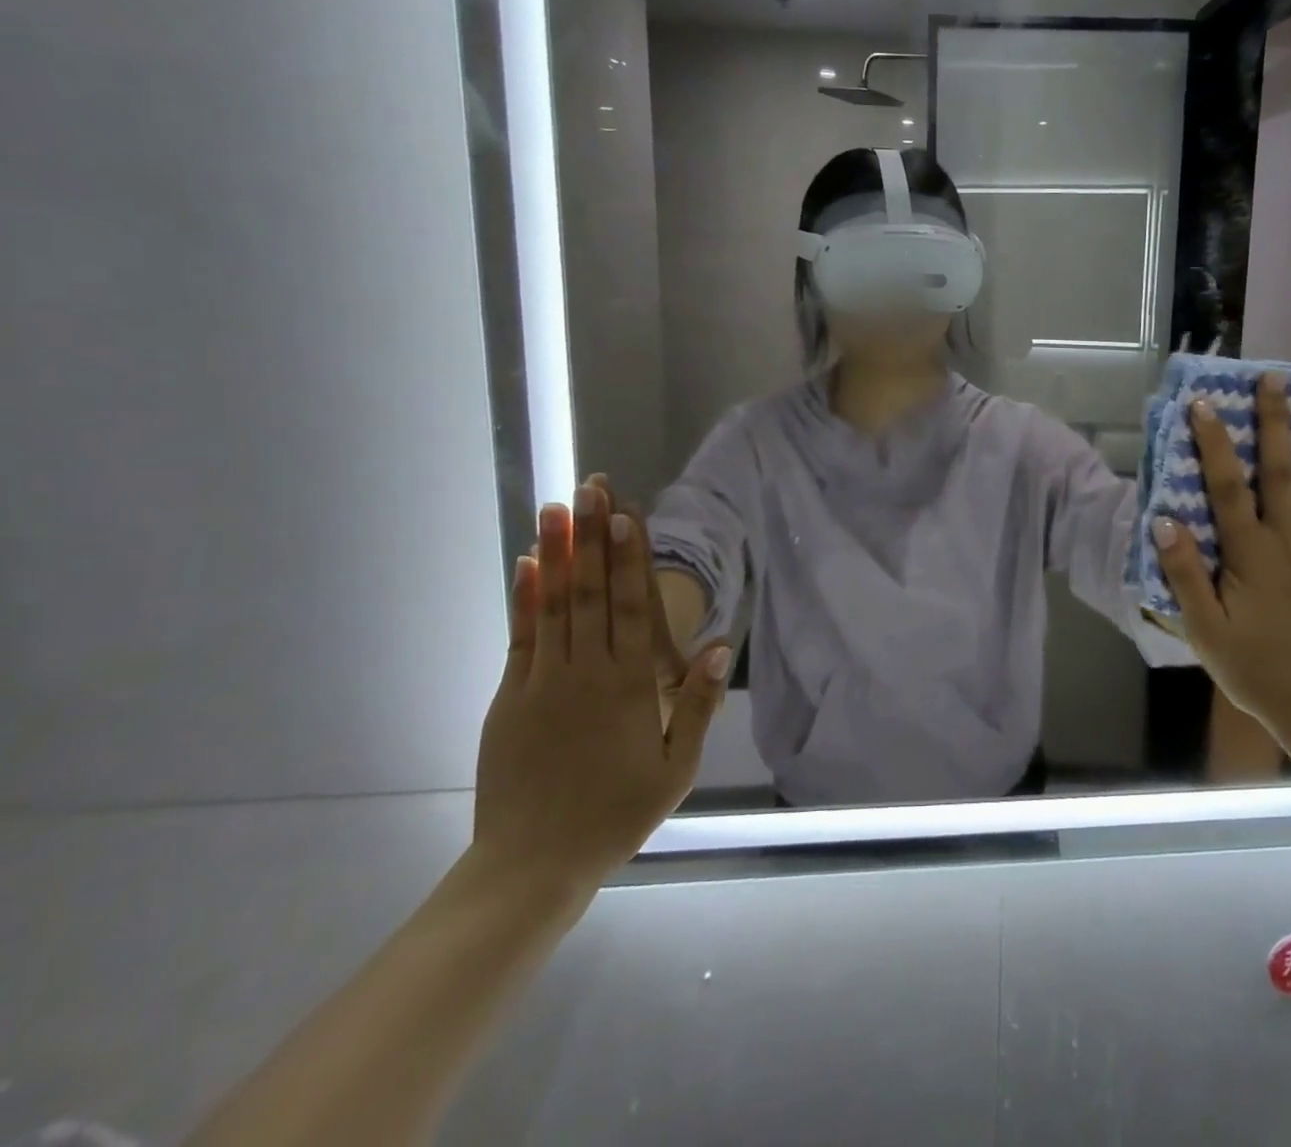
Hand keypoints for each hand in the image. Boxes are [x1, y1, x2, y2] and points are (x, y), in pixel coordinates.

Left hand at [472, 485, 731, 890]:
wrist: (532, 865)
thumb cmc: (616, 814)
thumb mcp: (675, 768)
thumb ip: (697, 703)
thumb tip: (717, 644)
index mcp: (629, 686)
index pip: (633, 607)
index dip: (631, 558)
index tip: (626, 514)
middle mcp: (587, 671)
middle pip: (593, 592)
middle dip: (593, 537)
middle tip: (591, 488)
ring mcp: (543, 681)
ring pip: (555, 604)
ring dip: (558, 553)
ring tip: (557, 508)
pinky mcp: (510, 696)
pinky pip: (521, 636)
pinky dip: (525, 597)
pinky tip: (528, 564)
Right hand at [1152, 377, 1290, 748]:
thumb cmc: (1255, 668)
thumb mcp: (1205, 629)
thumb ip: (1185, 573)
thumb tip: (1163, 520)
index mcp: (1249, 553)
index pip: (1226, 486)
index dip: (1214, 443)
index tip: (1205, 403)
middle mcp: (1288, 539)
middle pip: (1281, 470)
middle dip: (1276, 421)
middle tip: (1277, 376)